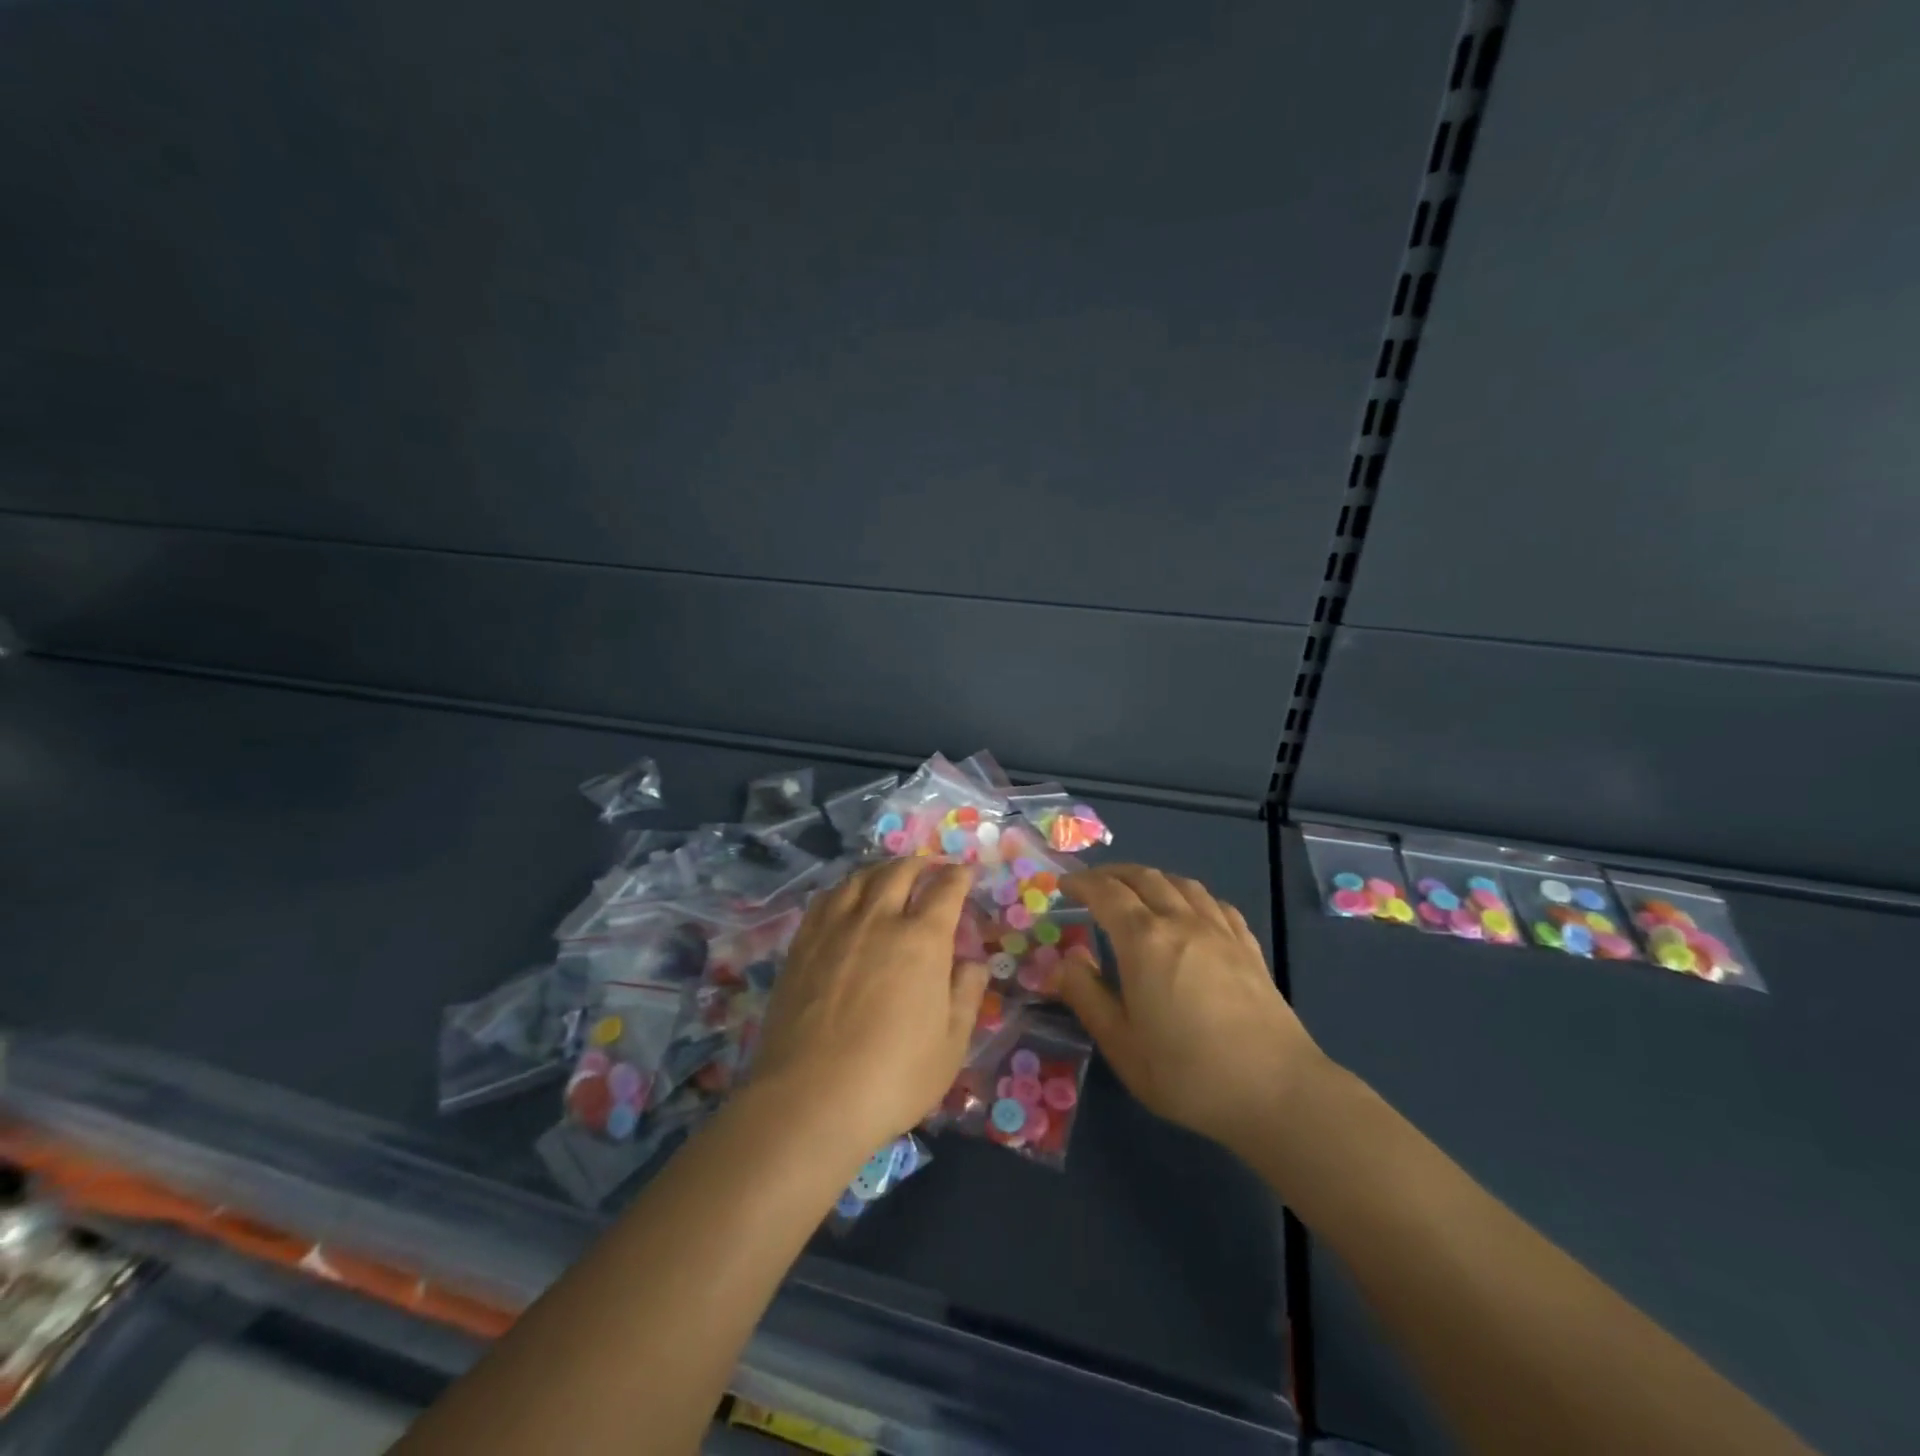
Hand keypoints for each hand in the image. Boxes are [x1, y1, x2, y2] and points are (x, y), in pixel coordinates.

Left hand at [751, 859, 990, 1155]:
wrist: (810, 1099)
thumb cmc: (893, 1077)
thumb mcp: (951, 1045)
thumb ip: (965, 995)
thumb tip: (973, 963)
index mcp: (922, 939)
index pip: (946, 889)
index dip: (959, 876)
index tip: (966, 873)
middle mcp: (879, 919)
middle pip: (900, 872)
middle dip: (920, 865)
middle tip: (929, 870)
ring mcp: (835, 928)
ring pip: (860, 878)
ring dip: (881, 870)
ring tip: (888, 877)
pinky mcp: (802, 944)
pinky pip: (826, 898)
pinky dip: (845, 888)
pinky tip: (846, 900)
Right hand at [1056, 865, 1324, 1151]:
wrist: (1276, 1091)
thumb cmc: (1187, 1072)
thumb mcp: (1121, 1044)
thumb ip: (1087, 997)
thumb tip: (1064, 961)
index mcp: (1144, 941)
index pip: (1106, 893)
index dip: (1082, 883)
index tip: (1064, 884)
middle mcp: (1181, 921)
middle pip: (1144, 878)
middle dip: (1113, 874)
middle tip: (1093, 884)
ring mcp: (1220, 931)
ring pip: (1181, 883)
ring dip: (1152, 878)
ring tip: (1137, 890)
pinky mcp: (1248, 947)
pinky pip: (1214, 903)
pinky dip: (1191, 895)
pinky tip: (1190, 910)